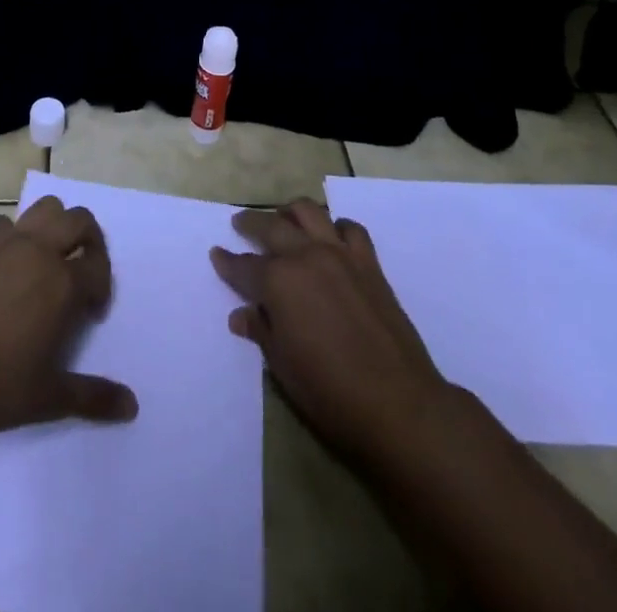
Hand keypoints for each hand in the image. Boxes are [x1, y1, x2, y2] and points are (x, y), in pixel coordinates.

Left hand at [0, 195, 137, 431]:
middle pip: (79, 219)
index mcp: (62, 283)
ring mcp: (4, 240)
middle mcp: (38, 250)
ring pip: (44, 207)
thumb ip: (92, 397)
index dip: (102, 286)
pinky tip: (2, 266)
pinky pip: (4, 222)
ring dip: (55, 225)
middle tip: (82, 269)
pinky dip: (13, 235)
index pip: (99, 266)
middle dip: (90, 239)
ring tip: (47, 258)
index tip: (92, 311)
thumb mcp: (46, 398)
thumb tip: (132, 406)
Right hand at [211, 198, 446, 468]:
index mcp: (278, 281)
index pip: (243, 266)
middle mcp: (305, 256)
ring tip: (284, 219)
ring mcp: (340, 255)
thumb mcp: (282, 366)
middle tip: (240, 224)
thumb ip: (261, 330)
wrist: (399, 404)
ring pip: (309, 212)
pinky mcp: (369, 264)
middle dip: (251, 223)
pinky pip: (351, 229)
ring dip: (291, 212)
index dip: (227, 262)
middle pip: (272, 226)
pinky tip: (332, 238)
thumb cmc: (330, 392)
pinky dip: (336, 227)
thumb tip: (242, 314)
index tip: (217, 253)